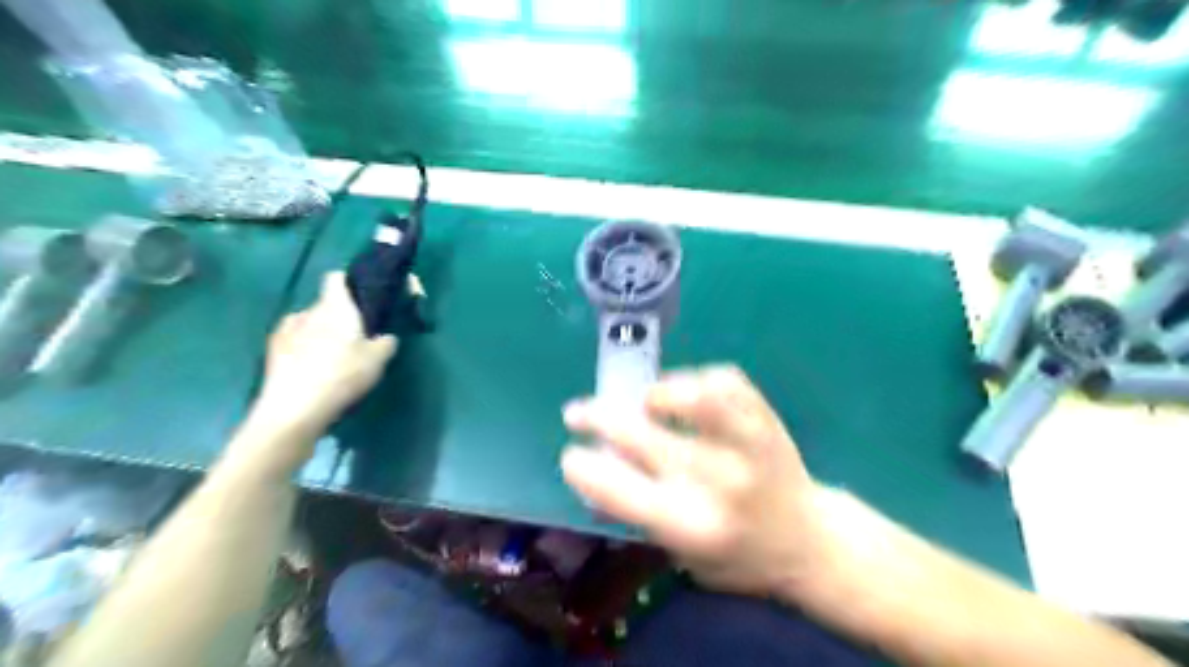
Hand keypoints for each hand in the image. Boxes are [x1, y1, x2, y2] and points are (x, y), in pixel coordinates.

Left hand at [255, 270, 397, 437]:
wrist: (294, 409)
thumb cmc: (342, 375)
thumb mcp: (378, 360)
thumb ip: (385, 342)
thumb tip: (384, 337)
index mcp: (335, 307)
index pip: (336, 278)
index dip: (349, 283)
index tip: (361, 298)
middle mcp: (308, 311)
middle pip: (325, 305)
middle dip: (338, 317)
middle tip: (355, 339)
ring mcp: (285, 330)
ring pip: (308, 324)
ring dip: (319, 334)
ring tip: (331, 358)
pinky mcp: (272, 351)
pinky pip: (294, 342)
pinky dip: (303, 349)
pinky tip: (312, 369)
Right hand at [563, 367, 828, 596]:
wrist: (809, 541)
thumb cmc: (737, 556)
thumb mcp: (681, 554)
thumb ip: (637, 514)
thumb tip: (593, 470)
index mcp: (690, 526)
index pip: (618, 489)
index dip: (582, 467)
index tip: (571, 455)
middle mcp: (716, 482)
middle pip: (641, 435)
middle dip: (597, 417)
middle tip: (579, 412)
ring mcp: (745, 444)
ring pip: (691, 396)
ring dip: (656, 393)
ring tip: (648, 401)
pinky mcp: (765, 418)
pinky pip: (725, 379)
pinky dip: (697, 378)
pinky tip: (688, 392)